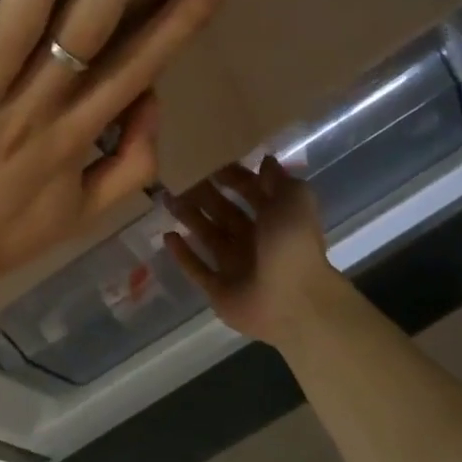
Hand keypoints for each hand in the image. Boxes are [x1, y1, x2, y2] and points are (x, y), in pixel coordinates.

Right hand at [164, 156, 341, 344]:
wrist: (293, 301)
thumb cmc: (293, 244)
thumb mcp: (295, 200)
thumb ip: (279, 180)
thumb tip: (266, 160)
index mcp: (274, 218)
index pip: (249, 191)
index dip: (231, 175)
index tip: (207, 159)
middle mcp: (254, 240)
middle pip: (224, 211)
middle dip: (203, 194)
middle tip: (178, 176)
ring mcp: (235, 266)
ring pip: (207, 235)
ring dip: (189, 217)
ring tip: (167, 198)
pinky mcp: (218, 289)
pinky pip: (197, 268)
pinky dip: (182, 254)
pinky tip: (167, 236)